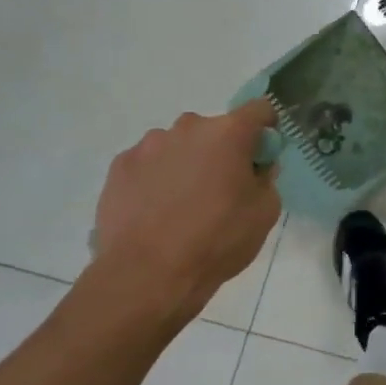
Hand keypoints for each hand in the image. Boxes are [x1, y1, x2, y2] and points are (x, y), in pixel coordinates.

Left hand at [91, 101, 280, 321]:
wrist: (147, 275)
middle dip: (221, 150)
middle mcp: (187, 128)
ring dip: (186, 163)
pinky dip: (156, 178)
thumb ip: (266, 179)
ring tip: (182, 204)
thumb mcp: (264, 213)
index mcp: (229, 133)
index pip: (259, 109)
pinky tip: (155, 211)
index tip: (263, 154)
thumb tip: (256, 168)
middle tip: (222, 188)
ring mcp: (148, 145)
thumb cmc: (217, 240)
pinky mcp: (119, 166)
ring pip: (178, 145)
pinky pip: (148, 163)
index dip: (266, 128)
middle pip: (214, 129)